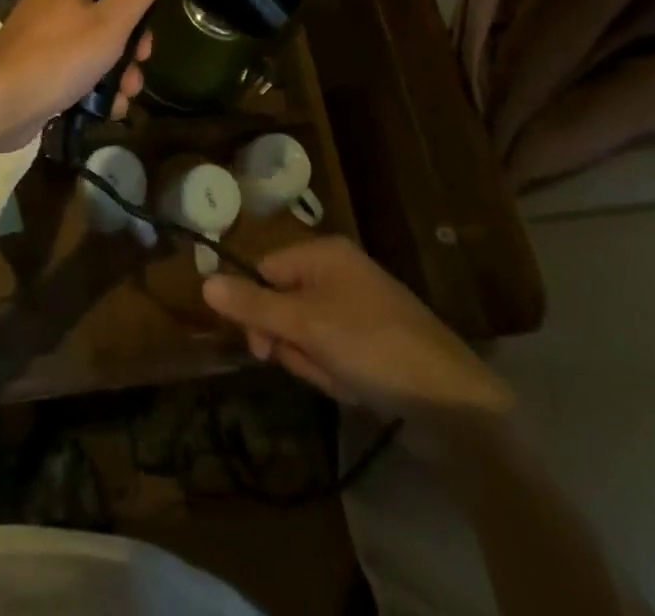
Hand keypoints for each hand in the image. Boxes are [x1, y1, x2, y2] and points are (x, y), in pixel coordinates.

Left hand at [0, 0, 183, 152]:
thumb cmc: (58, 57)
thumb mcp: (111, 21)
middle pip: (110, 0)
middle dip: (135, 33)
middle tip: (144, 55)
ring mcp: (48, 30)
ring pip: (99, 37)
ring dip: (120, 66)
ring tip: (128, 92)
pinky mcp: (43, 61)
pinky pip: (81, 64)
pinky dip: (97, 83)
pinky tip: (110, 108)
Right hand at [203, 237, 513, 435]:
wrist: (451, 400)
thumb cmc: (372, 346)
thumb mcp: (306, 325)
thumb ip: (253, 305)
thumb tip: (204, 281)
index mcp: (323, 253)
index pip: (265, 271)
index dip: (256, 310)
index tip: (261, 348)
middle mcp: (338, 272)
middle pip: (283, 305)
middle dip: (293, 343)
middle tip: (316, 363)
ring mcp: (357, 306)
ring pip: (306, 334)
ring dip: (315, 363)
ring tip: (344, 378)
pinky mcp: (372, 340)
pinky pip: (332, 351)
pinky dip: (337, 373)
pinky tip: (358, 387)